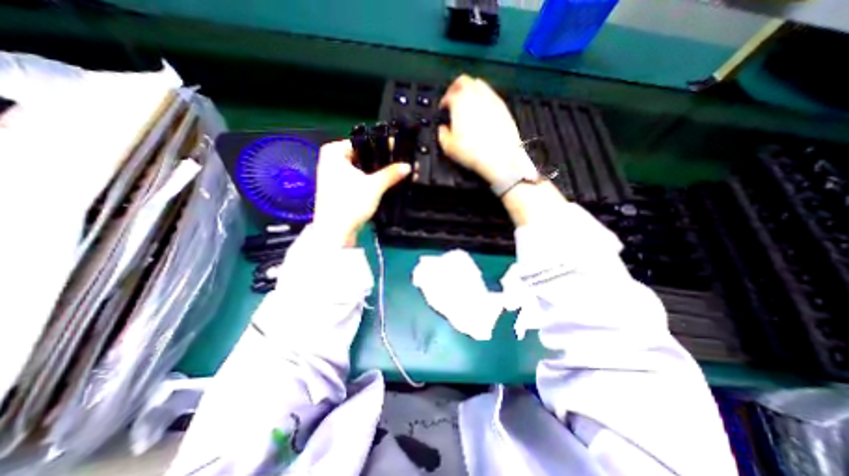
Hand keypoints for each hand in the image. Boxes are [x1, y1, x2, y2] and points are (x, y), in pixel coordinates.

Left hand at [311, 140, 410, 246]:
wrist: (336, 232)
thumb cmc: (349, 204)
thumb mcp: (374, 186)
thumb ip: (392, 173)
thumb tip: (407, 166)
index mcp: (333, 152)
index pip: (363, 141)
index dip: (382, 146)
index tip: (398, 150)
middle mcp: (331, 161)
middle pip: (363, 155)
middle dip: (380, 161)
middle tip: (399, 163)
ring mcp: (334, 176)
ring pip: (361, 168)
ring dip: (376, 172)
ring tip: (395, 173)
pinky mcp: (340, 189)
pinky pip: (358, 179)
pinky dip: (369, 181)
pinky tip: (383, 183)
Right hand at [441, 75, 531, 183]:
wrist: (500, 157)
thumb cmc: (474, 152)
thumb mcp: (449, 147)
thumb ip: (442, 134)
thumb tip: (442, 130)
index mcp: (460, 102)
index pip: (448, 94)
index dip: (443, 101)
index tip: (443, 108)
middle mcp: (476, 95)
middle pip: (463, 81)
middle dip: (455, 88)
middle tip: (453, 98)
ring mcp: (491, 99)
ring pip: (478, 84)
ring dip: (470, 90)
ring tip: (467, 102)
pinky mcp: (503, 106)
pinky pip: (491, 94)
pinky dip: (483, 98)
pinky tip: (482, 110)